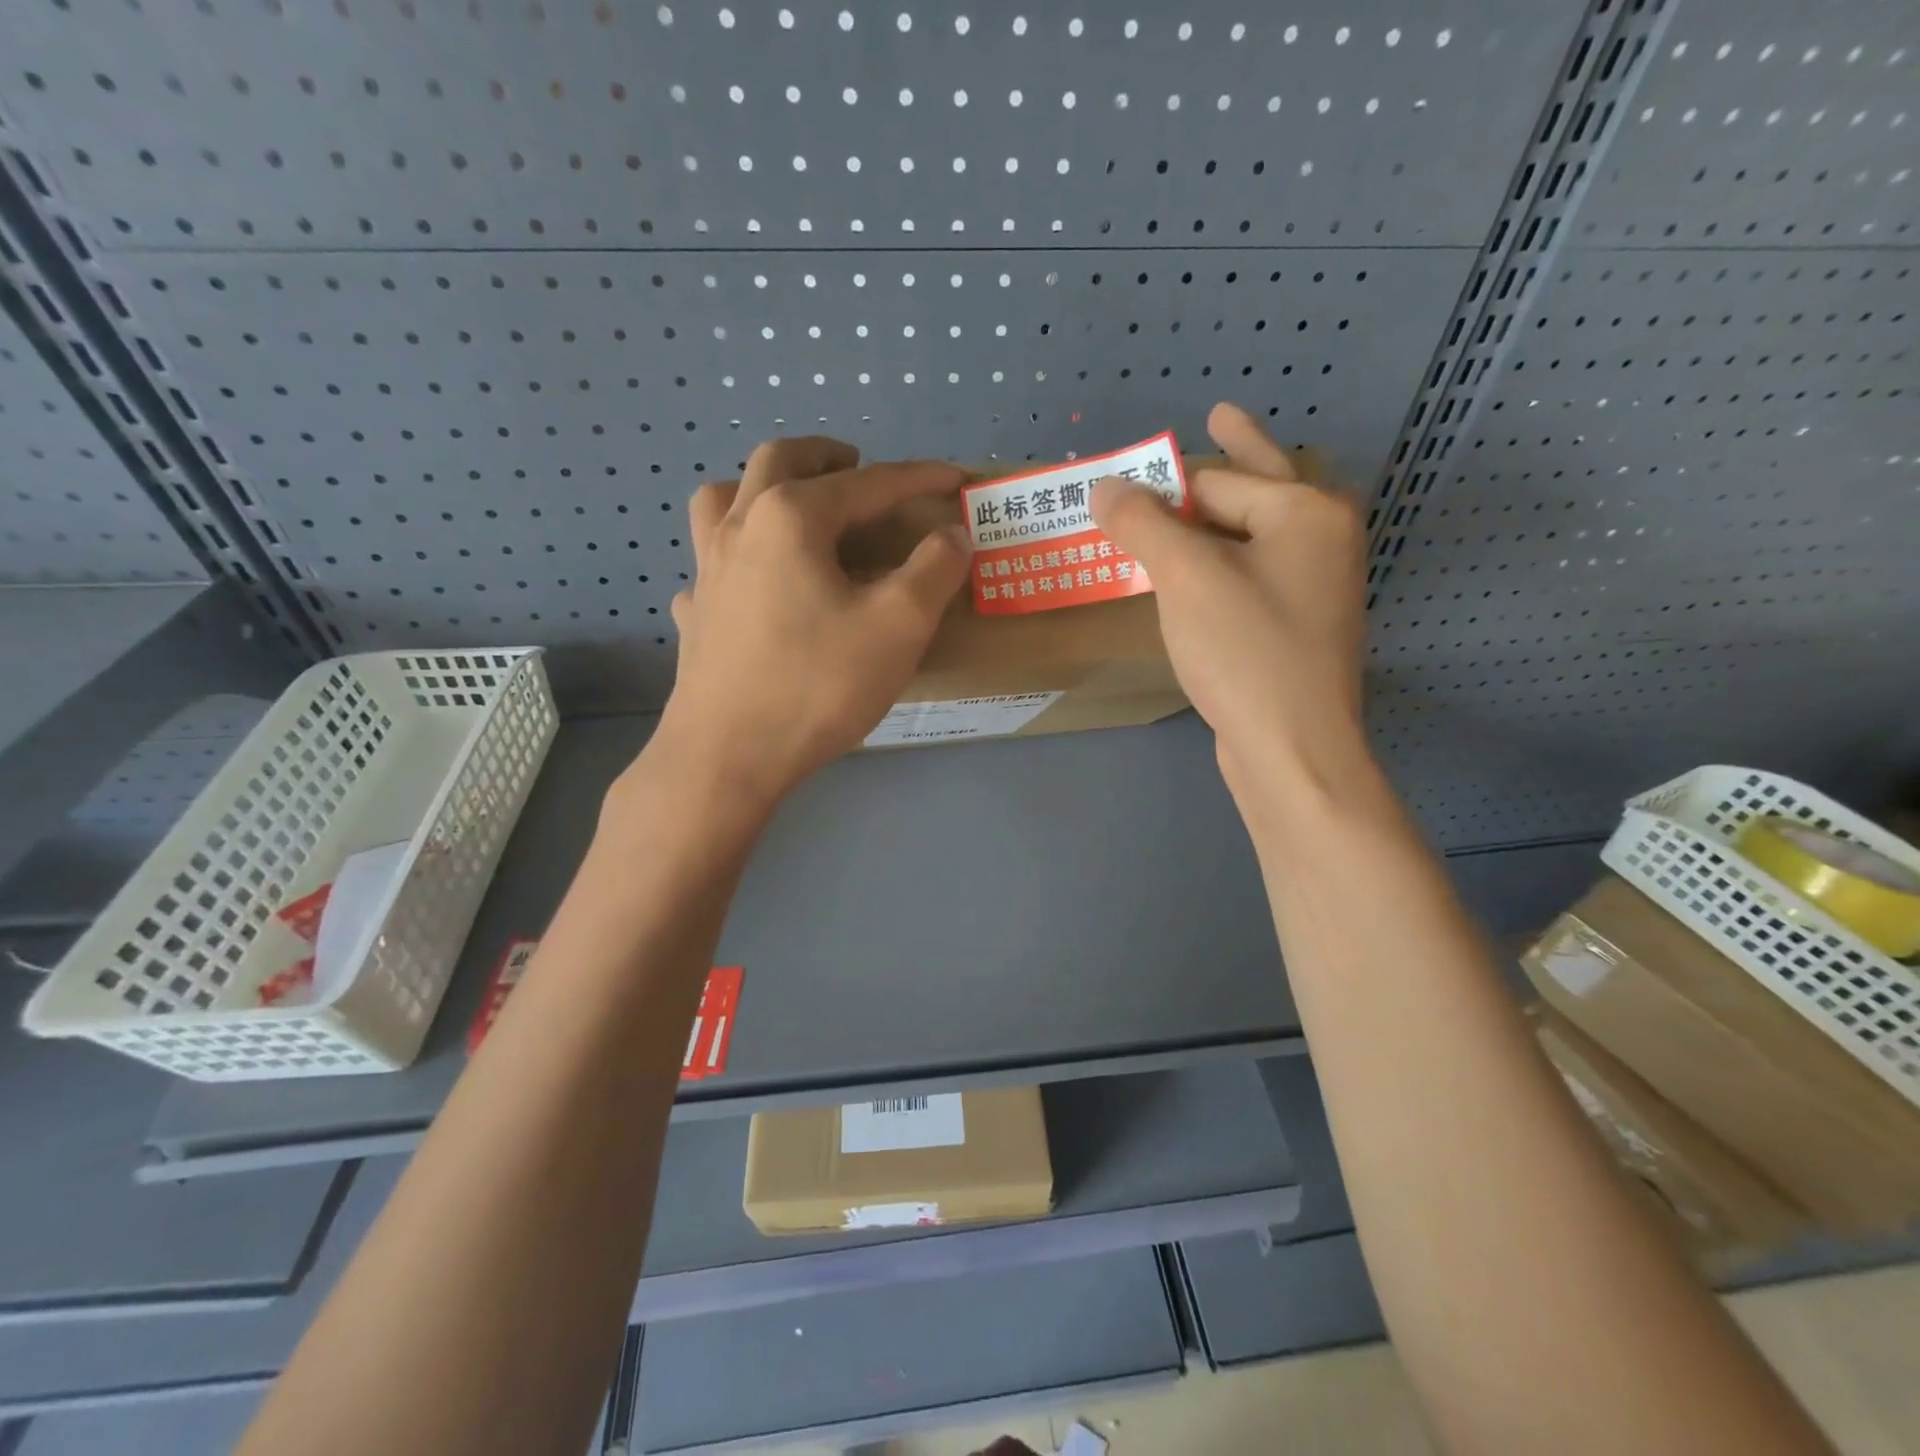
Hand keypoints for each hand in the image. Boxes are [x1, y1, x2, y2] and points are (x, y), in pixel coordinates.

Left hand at [643, 436, 970, 813]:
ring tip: (795, 505)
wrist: (727, 757)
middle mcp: (740, 527)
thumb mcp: (898, 626)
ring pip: (726, 498)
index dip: (918, 478)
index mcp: (792, 517)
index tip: (955, 479)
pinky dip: (737, 555)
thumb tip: (952, 534)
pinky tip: (754, 584)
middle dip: (826, 455)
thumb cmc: (817, 685)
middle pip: (780, 461)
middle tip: (859, 464)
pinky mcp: (696, 614)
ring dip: (764, 486)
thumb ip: (934, 569)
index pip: (869, 483)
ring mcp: (707, 570)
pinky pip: (711, 562)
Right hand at [1091, 403, 1370, 811]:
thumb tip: (1104, 486)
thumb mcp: (1186, 578)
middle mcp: (1320, 541)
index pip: (1219, 479)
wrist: (1292, 750)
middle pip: (1255, 489)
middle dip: (1223, 464)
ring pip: (1252, 537)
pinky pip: (1250, 577)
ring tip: (1186, 499)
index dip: (1165, 478)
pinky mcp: (1295, 628)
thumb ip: (1144, 524)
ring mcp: (1313, 588)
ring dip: (1214, 520)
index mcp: (1305, 513)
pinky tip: (1196, 573)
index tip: (1129, 472)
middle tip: (1217, 415)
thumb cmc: (1244, 651)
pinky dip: (1219, 567)